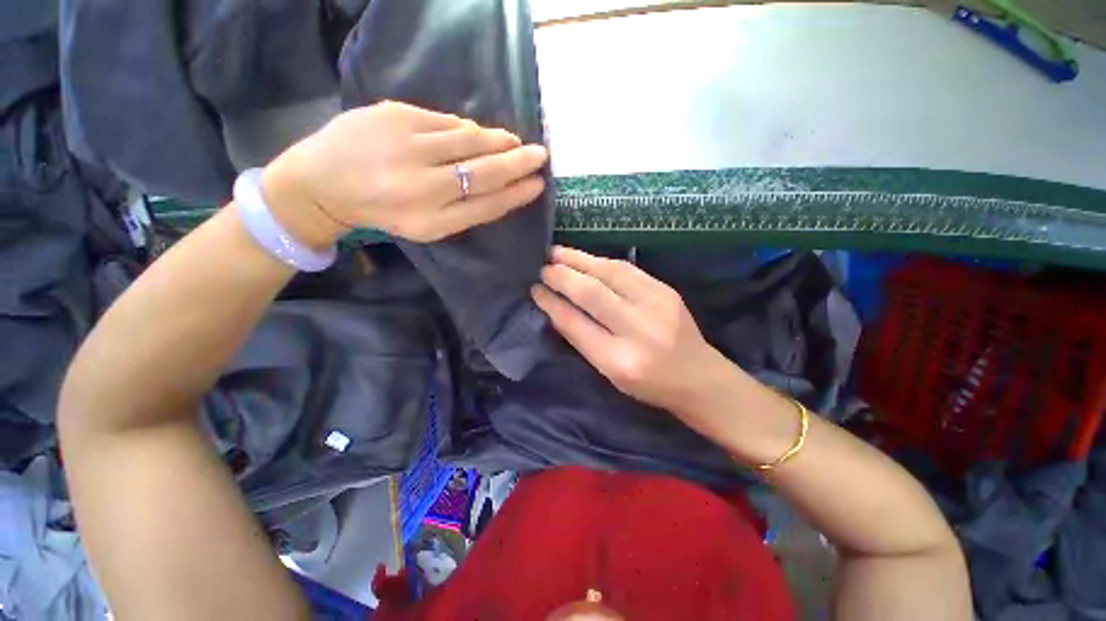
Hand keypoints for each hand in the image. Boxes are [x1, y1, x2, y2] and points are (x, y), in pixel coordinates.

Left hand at [262, 101, 547, 246]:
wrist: (321, 182)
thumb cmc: (383, 211)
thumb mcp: (428, 226)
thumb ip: (465, 210)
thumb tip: (502, 182)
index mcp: (431, 220)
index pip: (487, 205)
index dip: (516, 194)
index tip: (539, 184)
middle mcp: (422, 185)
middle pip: (484, 171)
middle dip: (518, 162)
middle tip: (540, 155)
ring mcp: (407, 146)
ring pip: (470, 139)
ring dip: (498, 140)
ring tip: (513, 142)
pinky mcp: (394, 114)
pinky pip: (446, 121)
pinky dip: (467, 128)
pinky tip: (475, 134)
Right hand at [532, 246, 727, 415]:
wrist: (700, 377)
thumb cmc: (650, 384)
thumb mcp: (610, 373)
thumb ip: (583, 340)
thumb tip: (556, 307)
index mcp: (619, 360)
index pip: (576, 324)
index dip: (553, 303)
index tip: (536, 290)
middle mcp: (638, 329)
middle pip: (592, 293)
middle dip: (562, 277)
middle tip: (542, 268)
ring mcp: (657, 304)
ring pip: (610, 273)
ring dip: (579, 260)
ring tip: (557, 253)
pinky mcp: (666, 290)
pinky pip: (627, 269)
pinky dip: (601, 262)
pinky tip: (586, 258)